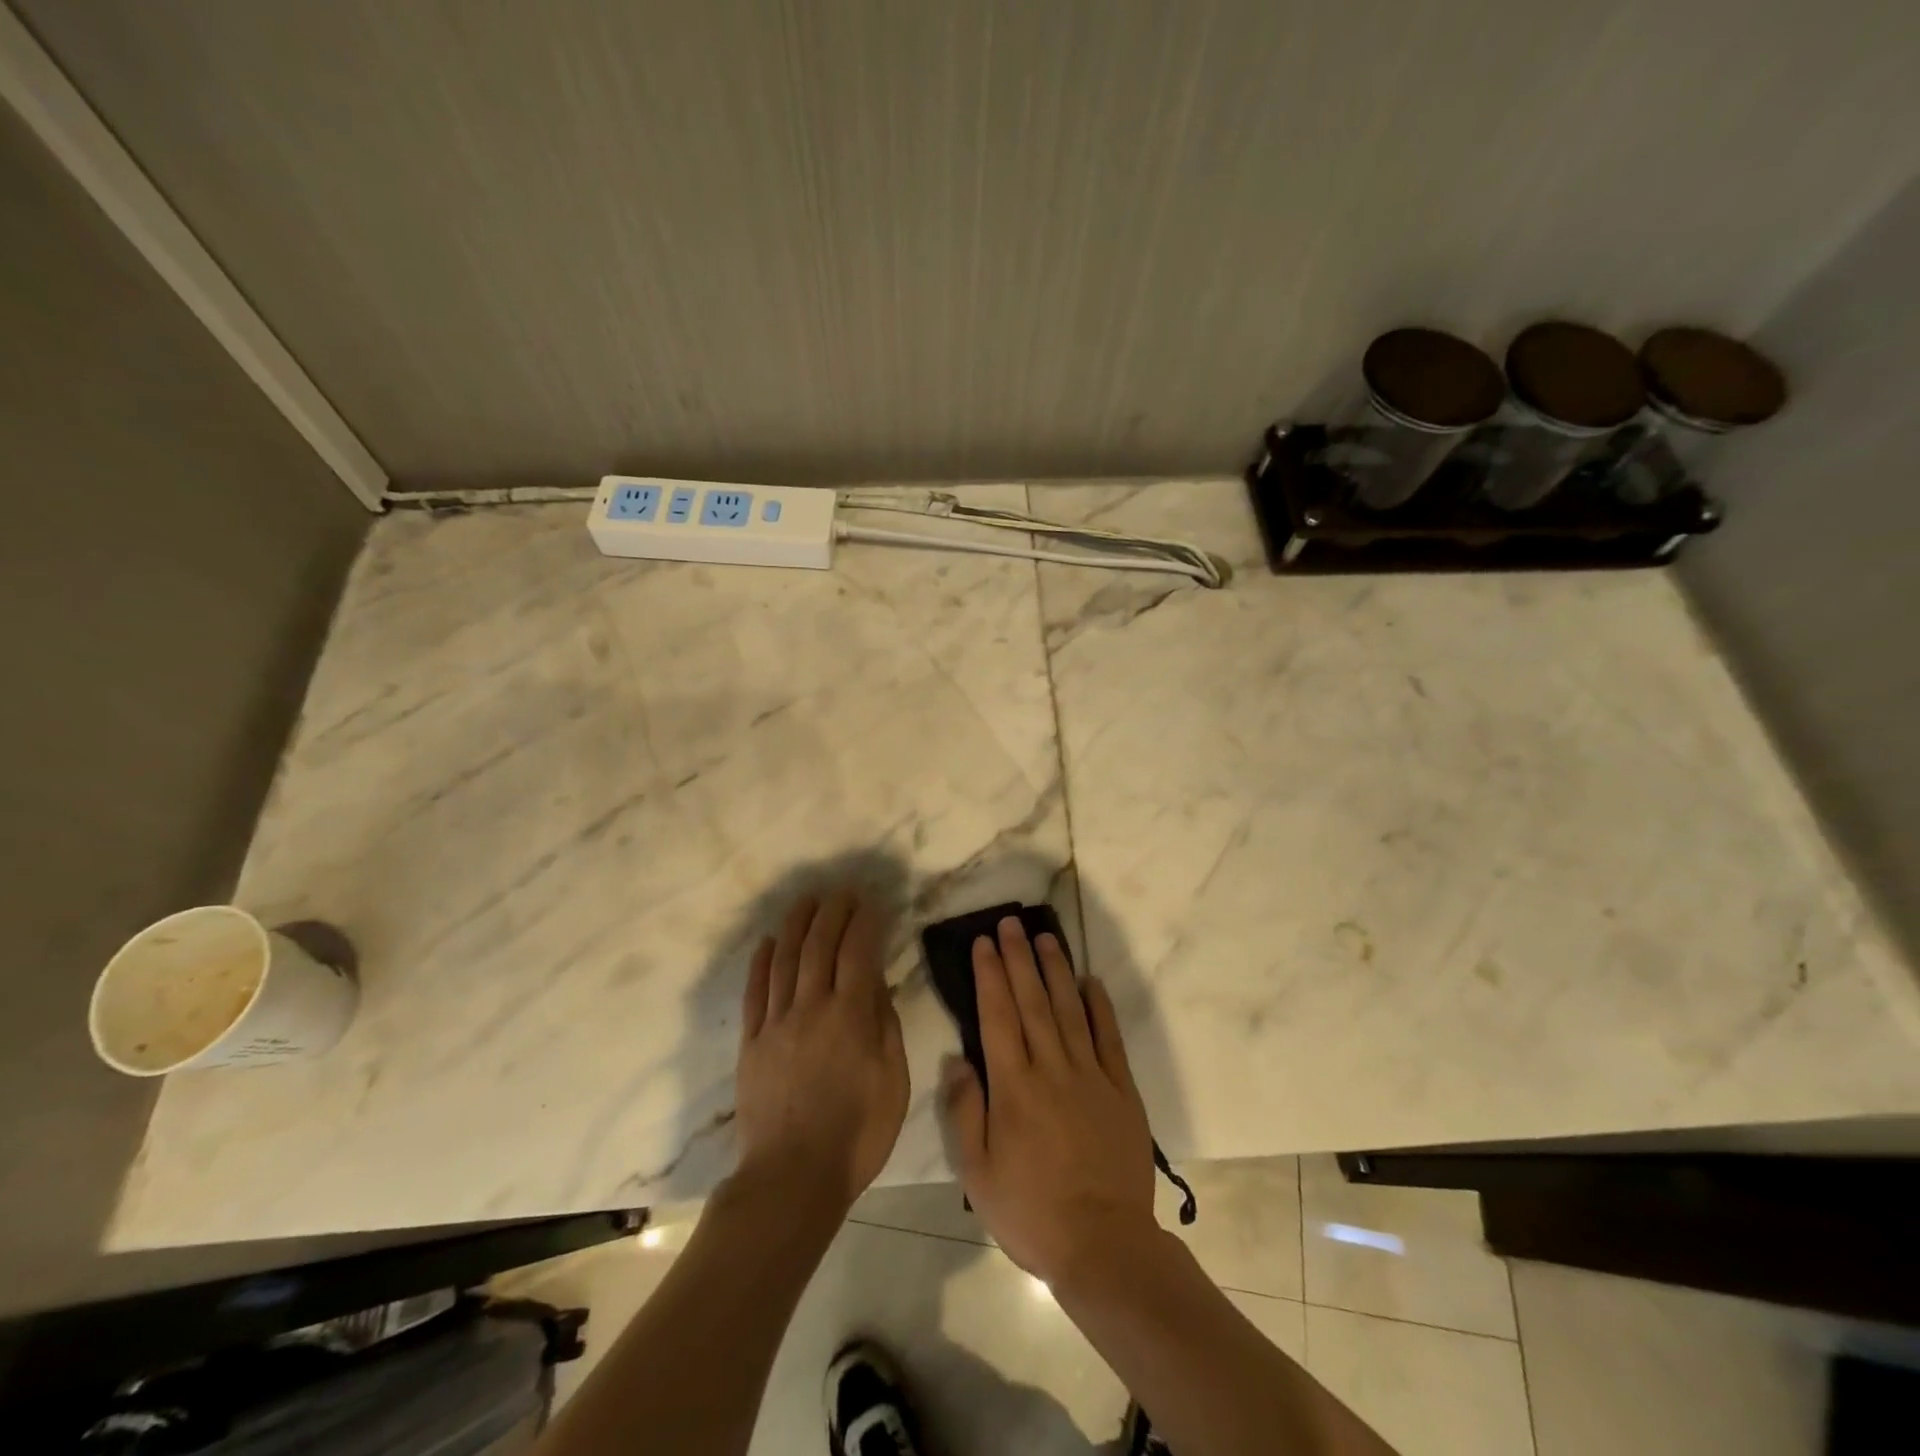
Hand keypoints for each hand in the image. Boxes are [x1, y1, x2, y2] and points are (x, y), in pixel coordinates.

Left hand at [734, 889, 908, 1211]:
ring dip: (795, 925)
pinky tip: (765, 943)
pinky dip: (760, 963)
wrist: (793, 1178)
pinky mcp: (751, 1042)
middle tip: (842, 892)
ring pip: (784, 960)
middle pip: (819, 946)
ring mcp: (776, 1023)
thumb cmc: (857, 1134)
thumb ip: (885, 1026)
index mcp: (850, 1016)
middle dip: (832, 913)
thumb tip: (876, 983)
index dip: (865, 922)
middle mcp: (811, 1008)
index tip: (872, 903)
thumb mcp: (893, 1081)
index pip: (858, 952)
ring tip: (806, 901)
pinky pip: (754, 992)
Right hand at [940, 917, 1158, 1287]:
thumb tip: (958, 1060)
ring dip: (1055, 970)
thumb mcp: (978, 1173)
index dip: (990, 975)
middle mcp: (1052, 1068)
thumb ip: (966, 1111)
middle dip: (1018, 958)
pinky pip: (1109, 1038)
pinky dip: (1099, 1006)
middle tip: (1010, 923)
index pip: (998, 1016)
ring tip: (1045, 937)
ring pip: (1069, 1009)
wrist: (1104, 1244)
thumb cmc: (1031, 1211)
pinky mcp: (1121, 1089)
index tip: (984, 943)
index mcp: (1014, 1086)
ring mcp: (1091, 1075)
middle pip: (1032, 1001)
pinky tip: (1090, 982)